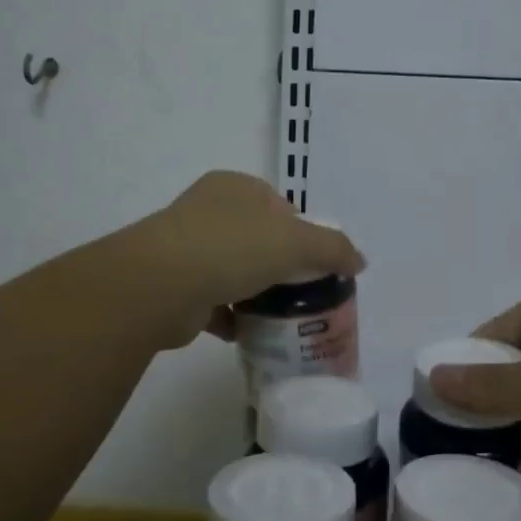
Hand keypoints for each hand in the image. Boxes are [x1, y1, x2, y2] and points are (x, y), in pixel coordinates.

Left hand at [134, 172, 364, 348]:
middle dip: (280, 266)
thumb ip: (333, 248)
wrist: (161, 285)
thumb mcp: (296, 242)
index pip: (280, 206)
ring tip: (282, 317)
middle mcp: (208, 210)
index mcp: (235, 187)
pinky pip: (213, 301)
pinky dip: (231, 317)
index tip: (317, 264)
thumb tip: (359, 261)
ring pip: (234, 270)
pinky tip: (249, 333)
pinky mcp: (175, 285)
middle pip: (258, 239)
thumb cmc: (232, 247)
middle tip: (304, 294)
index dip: (302, 233)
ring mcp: (186, 247)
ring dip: (255, 293)